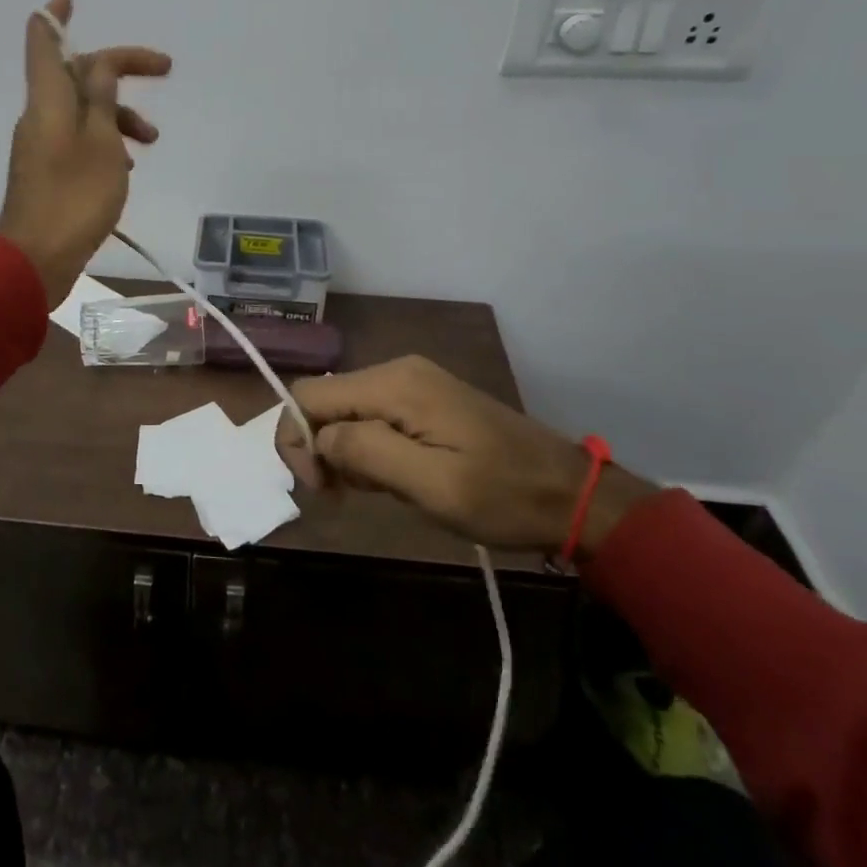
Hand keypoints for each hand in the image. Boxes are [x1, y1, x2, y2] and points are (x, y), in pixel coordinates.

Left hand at [0, 0, 170, 305]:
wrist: (36, 259)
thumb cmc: (74, 197)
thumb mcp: (101, 142)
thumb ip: (103, 99)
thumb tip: (100, 66)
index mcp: (49, 99)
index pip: (45, 42)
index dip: (56, 16)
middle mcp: (40, 115)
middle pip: (78, 75)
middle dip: (119, 70)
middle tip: (164, 69)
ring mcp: (41, 145)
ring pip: (84, 112)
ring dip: (119, 115)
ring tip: (151, 140)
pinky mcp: (47, 172)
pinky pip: (79, 140)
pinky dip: (105, 142)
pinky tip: (126, 167)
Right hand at [275, 356, 656, 558]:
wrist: (569, 493)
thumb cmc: (503, 496)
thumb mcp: (433, 485)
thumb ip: (367, 453)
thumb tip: (319, 437)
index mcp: (394, 384)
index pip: (309, 395)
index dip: (297, 440)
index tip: (320, 488)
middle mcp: (397, 371)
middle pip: (325, 402)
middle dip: (322, 450)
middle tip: (349, 496)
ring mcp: (412, 382)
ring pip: (346, 412)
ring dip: (347, 454)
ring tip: (382, 490)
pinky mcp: (424, 398)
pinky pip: (372, 417)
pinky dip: (368, 450)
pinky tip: (395, 477)